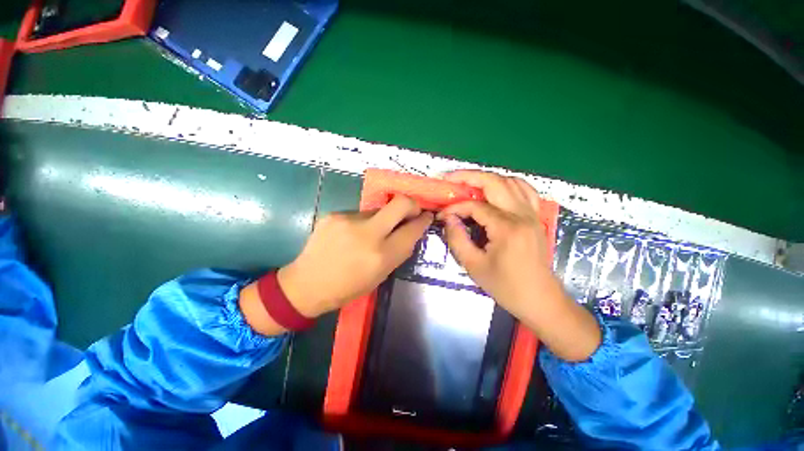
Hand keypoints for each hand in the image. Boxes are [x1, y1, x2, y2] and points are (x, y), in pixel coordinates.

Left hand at [278, 195, 432, 317]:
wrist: (306, 285)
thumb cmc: (348, 288)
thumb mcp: (381, 275)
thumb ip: (399, 251)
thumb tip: (411, 231)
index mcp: (382, 256)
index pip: (412, 229)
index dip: (423, 220)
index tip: (427, 216)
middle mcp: (368, 234)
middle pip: (401, 203)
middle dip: (412, 204)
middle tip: (410, 212)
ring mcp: (349, 220)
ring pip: (379, 209)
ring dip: (382, 218)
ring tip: (370, 233)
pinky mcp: (334, 215)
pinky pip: (360, 214)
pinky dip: (363, 222)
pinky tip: (351, 235)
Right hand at [439, 170, 600, 360]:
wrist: (541, 300)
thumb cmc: (506, 287)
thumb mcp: (473, 266)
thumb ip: (457, 238)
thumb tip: (448, 218)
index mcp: (507, 228)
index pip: (475, 206)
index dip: (455, 208)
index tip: (442, 215)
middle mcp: (522, 215)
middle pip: (495, 182)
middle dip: (469, 177)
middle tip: (451, 179)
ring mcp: (533, 214)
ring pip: (511, 181)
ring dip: (487, 179)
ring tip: (469, 184)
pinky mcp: (536, 217)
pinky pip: (524, 190)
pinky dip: (507, 184)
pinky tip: (495, 191)